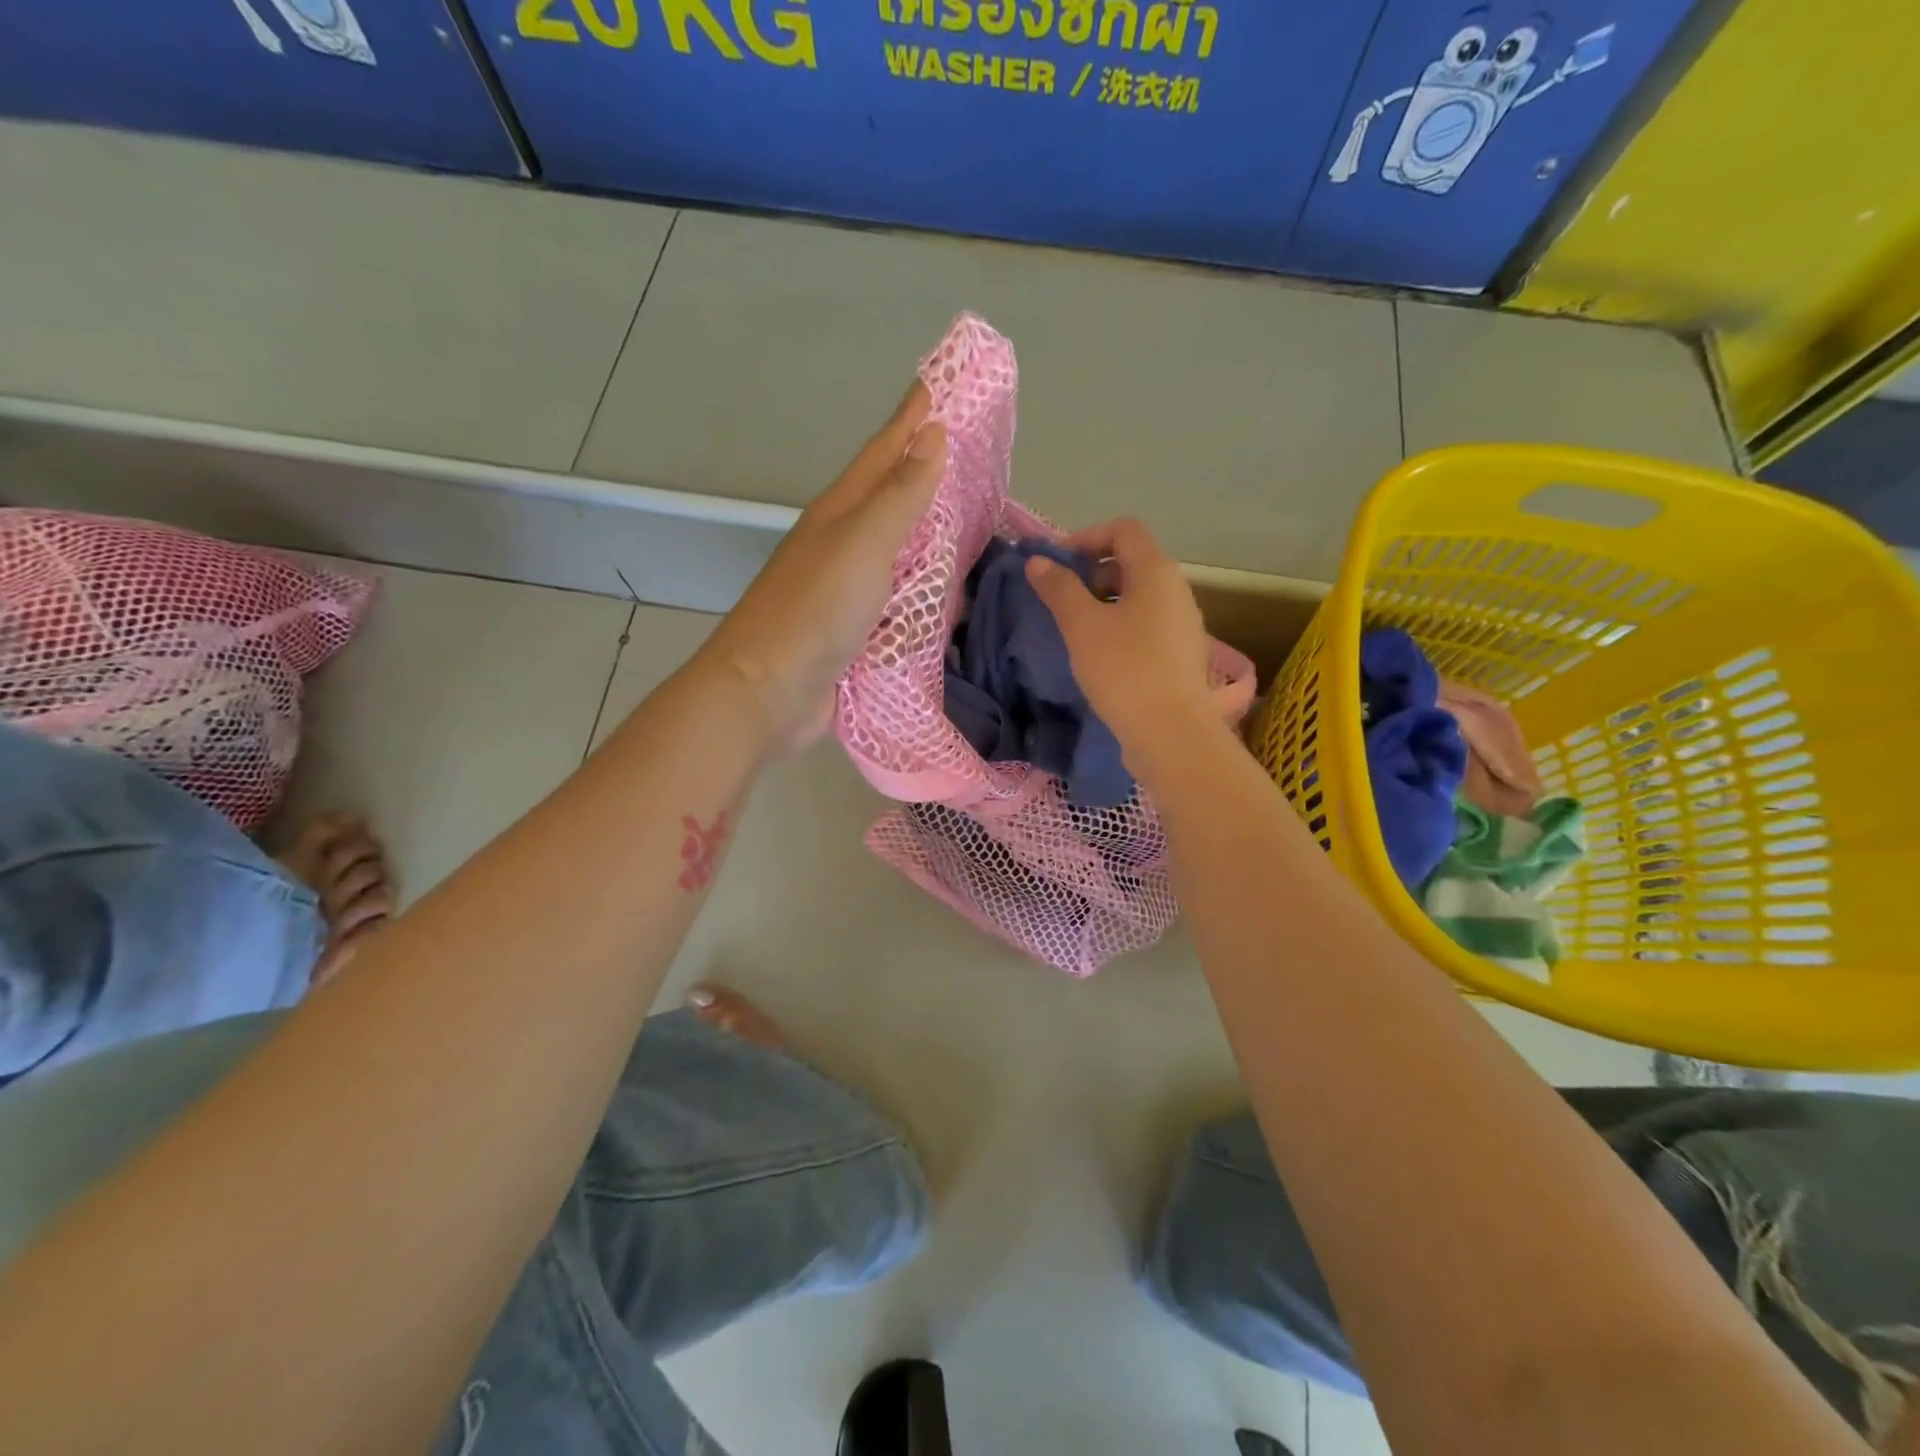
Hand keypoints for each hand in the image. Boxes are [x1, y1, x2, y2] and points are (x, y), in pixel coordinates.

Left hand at [699, 382, 945, 748]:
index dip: (914, 418)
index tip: (944, 383)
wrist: (768, 691)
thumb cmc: (815, 611)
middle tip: (976, 454)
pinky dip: (928, 592)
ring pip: (900, 550)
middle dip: (929, 472)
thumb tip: (932, 435)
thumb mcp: (862, 544)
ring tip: (974, 521)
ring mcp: (849, 589)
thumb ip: (900, 495)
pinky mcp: (858, 630)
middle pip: (893, 497)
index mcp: (842, 512)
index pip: (886, 451)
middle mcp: (844, 543)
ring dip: (932, 535)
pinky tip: (951, 594)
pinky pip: (902, 600)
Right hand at [1025, 518, 1217, 767]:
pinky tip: (1099, 655)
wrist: (1170, 732)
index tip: (1056, 566)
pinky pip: (1146, 624)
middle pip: (1131, 561)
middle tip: (1061, 598)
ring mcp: (1183, 623)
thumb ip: (1059, 588)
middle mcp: (1176, 589)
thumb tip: (1038, 562)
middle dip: (1092, 572)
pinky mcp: (1180, 654)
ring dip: (1104, 602)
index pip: (1123, 529)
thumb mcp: (1082, 626)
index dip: (1086, 537)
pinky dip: (1119, 626)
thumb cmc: (1124, 669)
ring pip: (1138, 596)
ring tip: (1075, 629)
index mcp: (1156, 571)